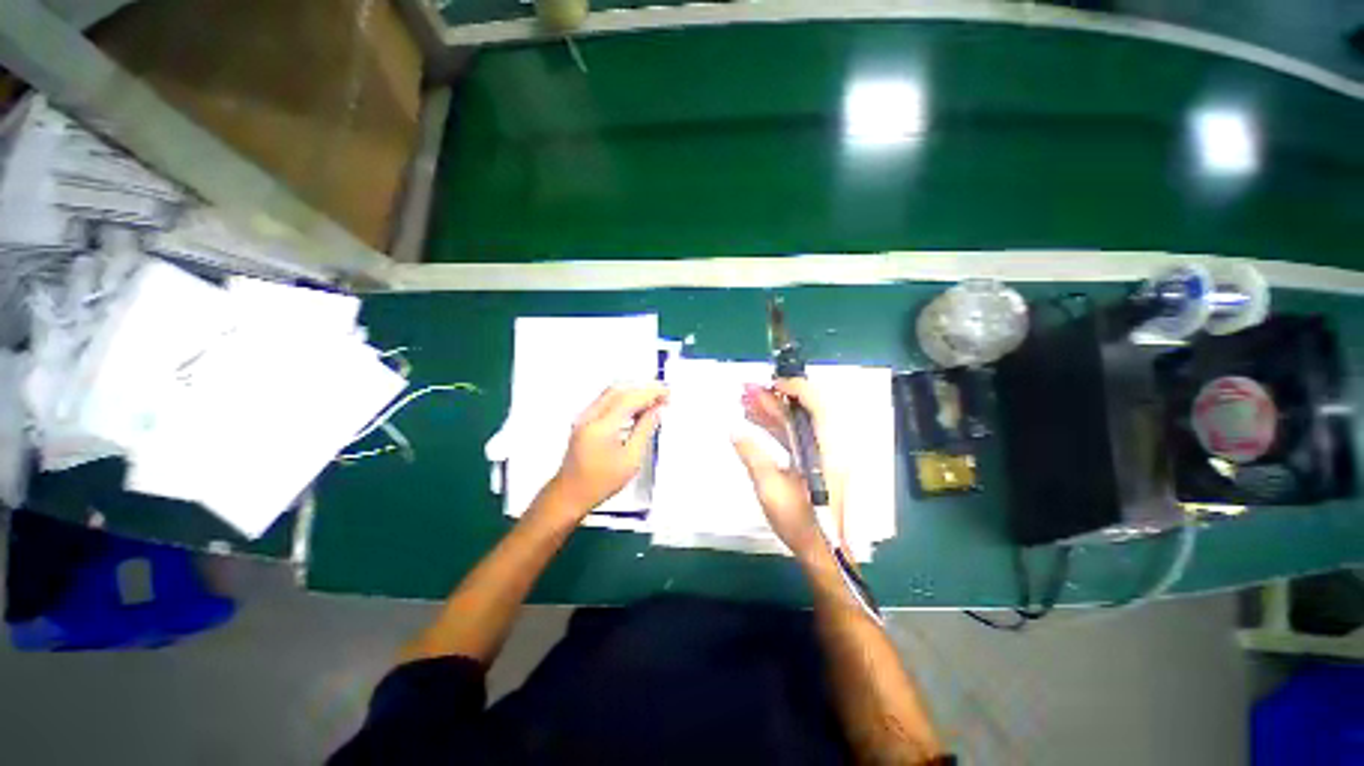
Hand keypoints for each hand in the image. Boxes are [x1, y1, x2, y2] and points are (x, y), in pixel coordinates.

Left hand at [549, 384, 667, 516]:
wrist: (571, 494)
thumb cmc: (600, 482)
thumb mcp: (631, 459)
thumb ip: (644, 430)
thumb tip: (655, 411)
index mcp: (602, 427)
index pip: (630, 399)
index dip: (650, 393)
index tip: (666, 394)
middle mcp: (590, 417)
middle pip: (619, 390)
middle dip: (643, 389)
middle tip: (662, 395)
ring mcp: (584, 417)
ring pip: (611, 393)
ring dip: (633, 393)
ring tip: (652, 401)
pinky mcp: (583, 420)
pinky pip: (605, 401)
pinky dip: (623, 399)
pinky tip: (635, 409)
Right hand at [733, 379, 846, 559]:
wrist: (826, 554)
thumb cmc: (802, 524)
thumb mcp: (771, 489)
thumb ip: (752, 455)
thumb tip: (733, 430)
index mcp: (828, 448)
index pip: (817, 403)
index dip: (793, 387)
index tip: (767, 384)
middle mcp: (831, 445)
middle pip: (804, 410)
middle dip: (774, 398)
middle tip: (745, 392)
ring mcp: (825, 453)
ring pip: (799, 422)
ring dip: (773, 411)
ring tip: (744, 403)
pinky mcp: (818, 461)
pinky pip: (797, 435)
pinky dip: (777, 427)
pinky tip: (754, 422)